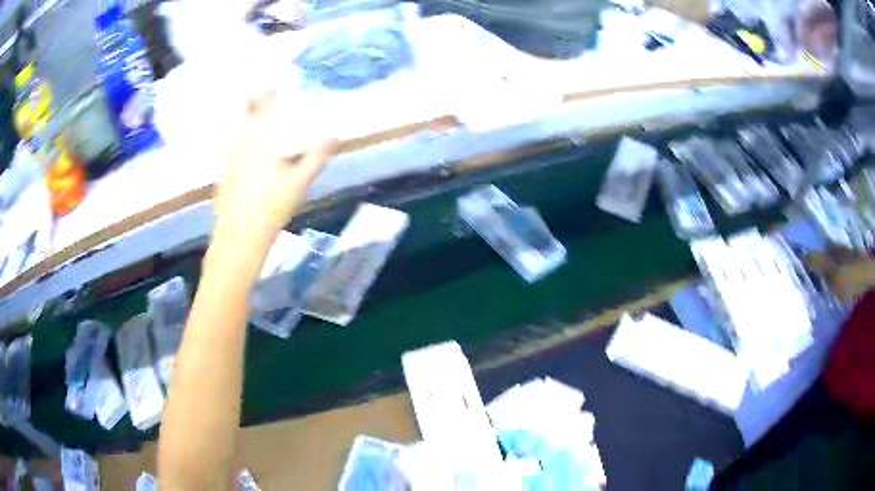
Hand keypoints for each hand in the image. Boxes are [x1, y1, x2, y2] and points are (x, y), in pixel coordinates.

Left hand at [213, 92, 337, 255]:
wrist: (240, 236)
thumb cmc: (271, 208)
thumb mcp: (300, 183)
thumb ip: (317, 157)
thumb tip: (337, 136)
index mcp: (260, 142)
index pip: (265, 109)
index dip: (270, 93)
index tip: (275, 80)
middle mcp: (241, 145)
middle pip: (249, 116)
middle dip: (257, 101)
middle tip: (264, 90)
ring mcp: (229, 159)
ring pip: (237, 130)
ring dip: (245, 118)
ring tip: (251, 107)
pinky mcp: (223, 173)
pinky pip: (230, 146)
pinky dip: (237, 138)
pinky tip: (241, 143)